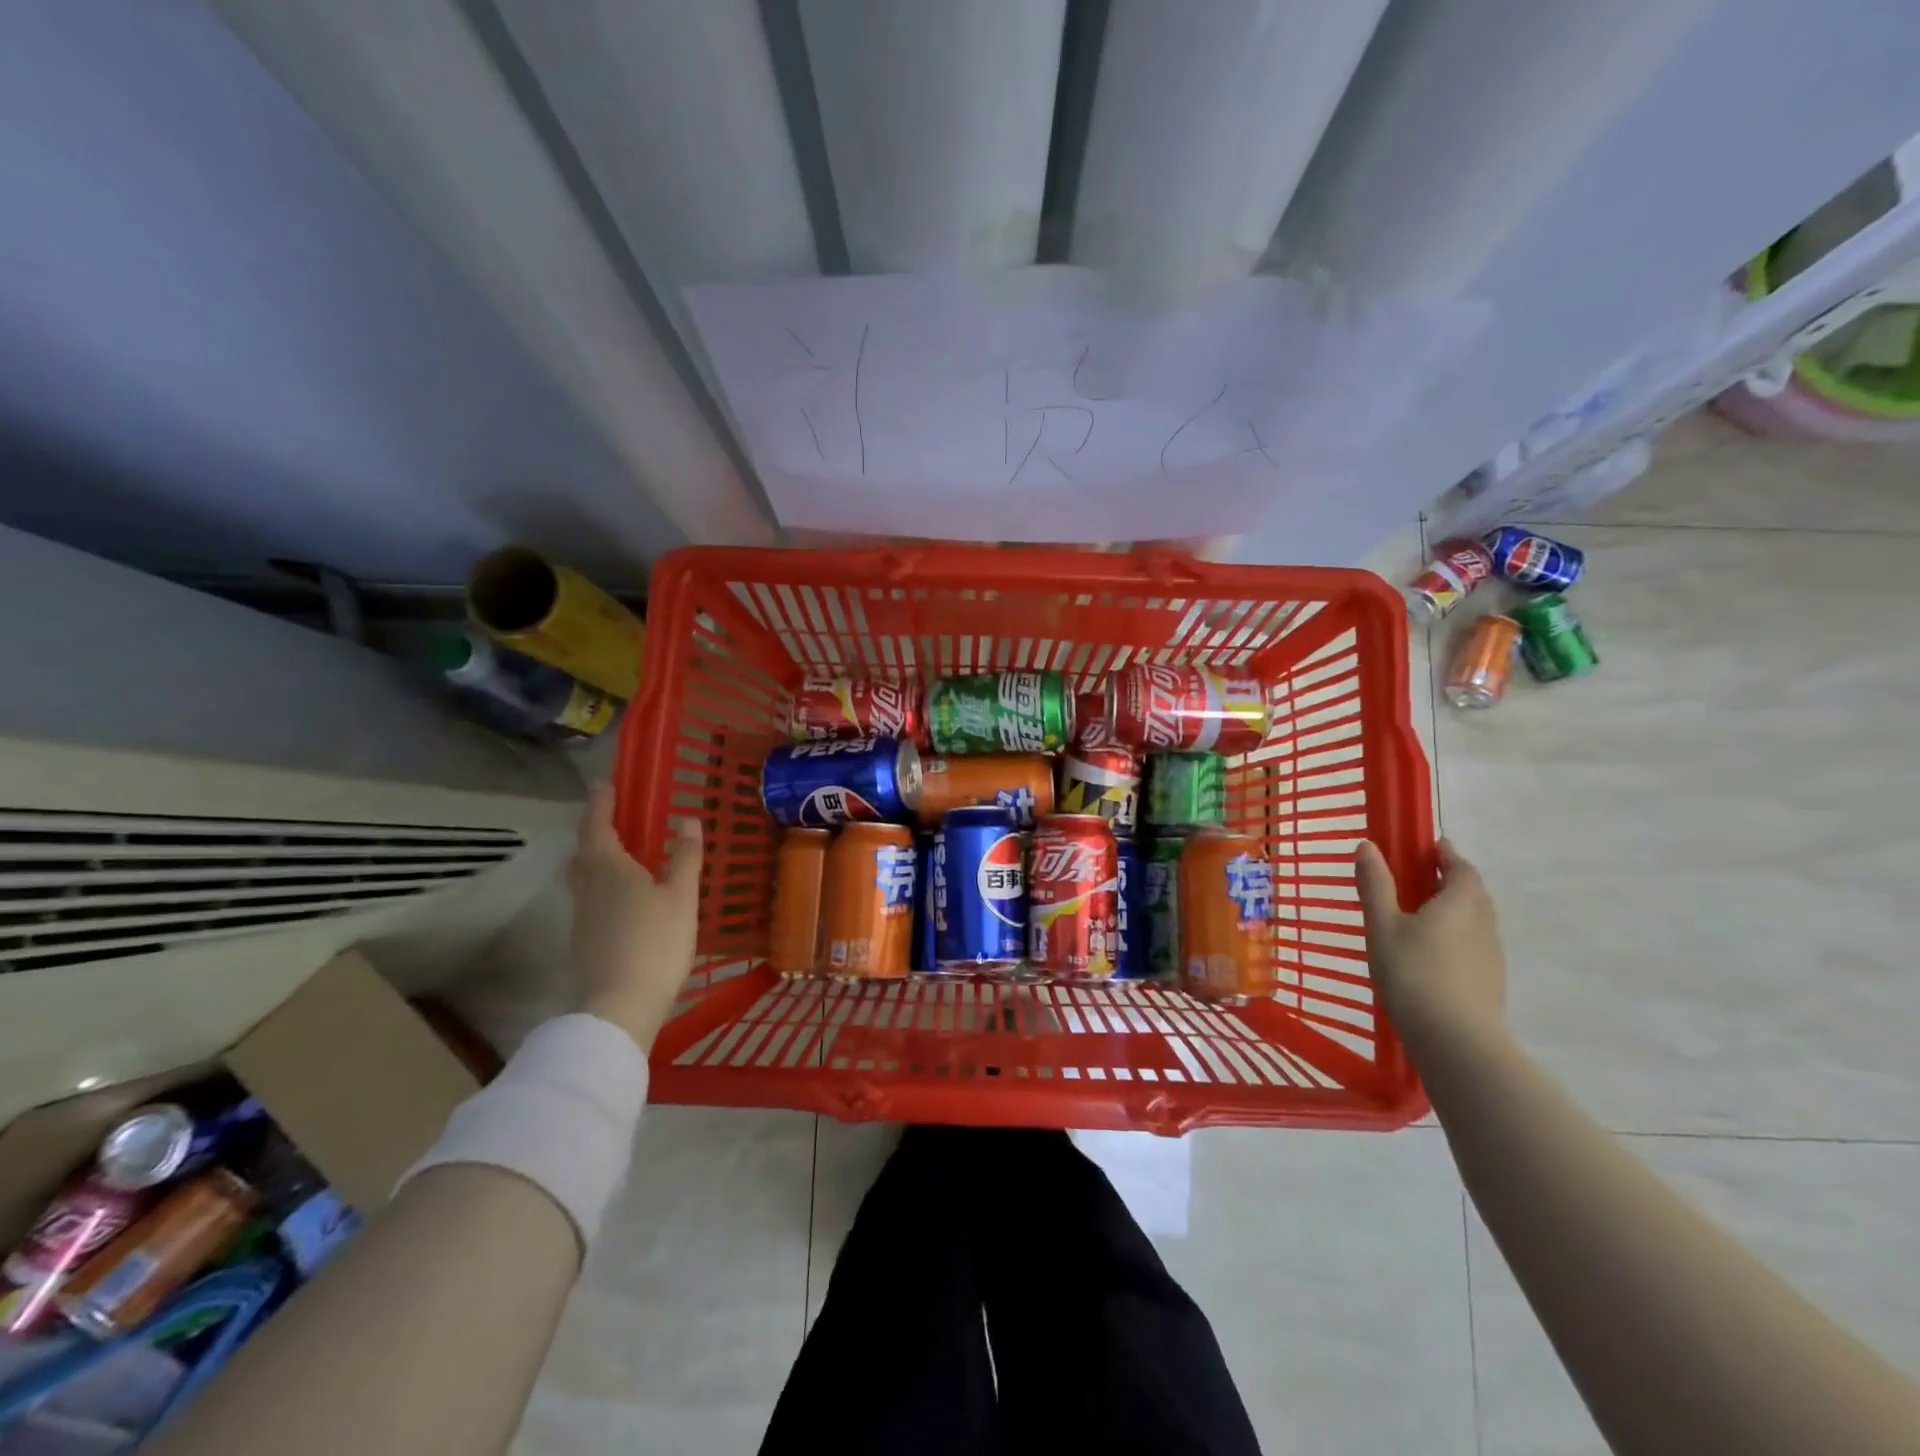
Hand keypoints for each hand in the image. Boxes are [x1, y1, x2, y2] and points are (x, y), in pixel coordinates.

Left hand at [567, 784, 702, 1050]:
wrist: (620, 1006)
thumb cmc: (655, 944)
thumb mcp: (681, 897)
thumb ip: (685, 858)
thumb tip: (687, 820)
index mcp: (609, 869)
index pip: (597, 826)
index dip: (601, 803)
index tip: (605, 783)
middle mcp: (588, 887)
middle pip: (583, 852)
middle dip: (595, 832)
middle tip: (615, 821)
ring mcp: (583, 916)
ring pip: (584, 878)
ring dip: (597, 861)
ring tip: (624, 858)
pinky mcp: (585, 941)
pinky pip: (591, 900)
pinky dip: (603, 888)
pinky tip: (626, 900)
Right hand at [1354, 838, 1505, 1043]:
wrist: (1455, 1039)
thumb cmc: (1413, 972)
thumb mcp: (1383, 925)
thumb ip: (1376, 884)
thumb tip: (1368, 846)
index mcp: (1460, 902)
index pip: (1461, 868)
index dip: (1447, 855)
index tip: (1431, 847)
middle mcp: (1483, 923)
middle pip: (1472, 893)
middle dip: (1450, 881)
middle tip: (1420, 879)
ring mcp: (1491, 955)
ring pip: (1475, 921)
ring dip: (1454, 910)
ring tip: (1421, 916)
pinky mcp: (1489, 981)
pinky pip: (1473, 945)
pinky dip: (1456, 937)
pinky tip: (1432, 954)